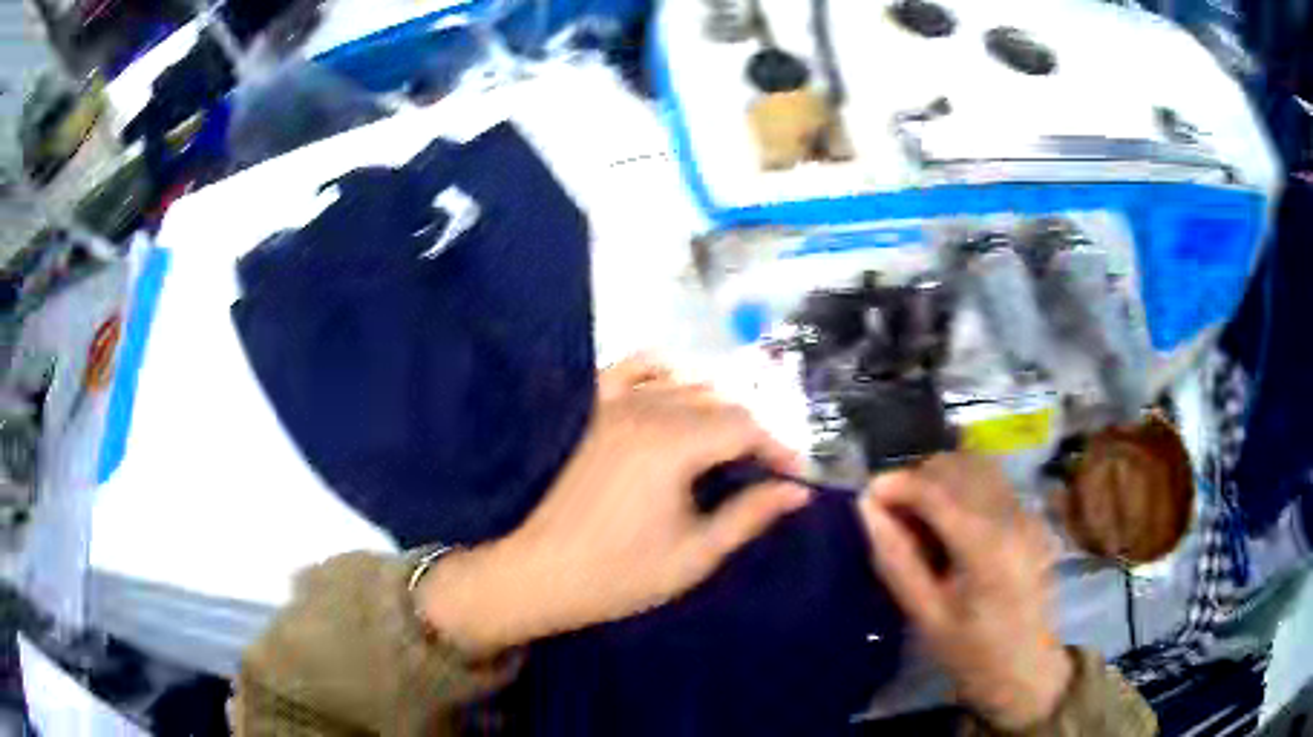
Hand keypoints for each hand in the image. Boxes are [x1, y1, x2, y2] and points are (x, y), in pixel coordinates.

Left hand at [419, 358, 810, 655]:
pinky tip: (678, 390)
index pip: (745, 427)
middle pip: (720, 403)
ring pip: (685, 386)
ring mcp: (613, 403)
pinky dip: (663, 372)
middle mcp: (646, 409)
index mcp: (673, 444)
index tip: (795, 478)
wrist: (539, 573)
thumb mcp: (695, 554)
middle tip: (767, 471)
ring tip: (732, 447)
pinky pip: (634, 369)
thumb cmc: (619, 574)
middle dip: (753, 434)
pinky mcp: (592, 410)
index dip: (778, 449)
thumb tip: (799, 491)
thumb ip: (750, 515)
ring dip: (717, 409)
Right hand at [857, 454, 1071, 729]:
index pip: (938, 490)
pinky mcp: (1031, 516)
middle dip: (918, 478)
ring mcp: (1026, 513)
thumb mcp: (927, 617)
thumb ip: (897, 560)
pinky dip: (961, 487)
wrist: (1028, 668)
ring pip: (976, 467)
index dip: (898, 484)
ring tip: (918, 518)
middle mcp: (1012, 516)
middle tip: (891, 514)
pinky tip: (948, 524)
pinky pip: (991, 482)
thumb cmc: (973, 654)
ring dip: (940, 479)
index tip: (867, 495)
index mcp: (987, 547)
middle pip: (958, 467)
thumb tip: (867, 509)